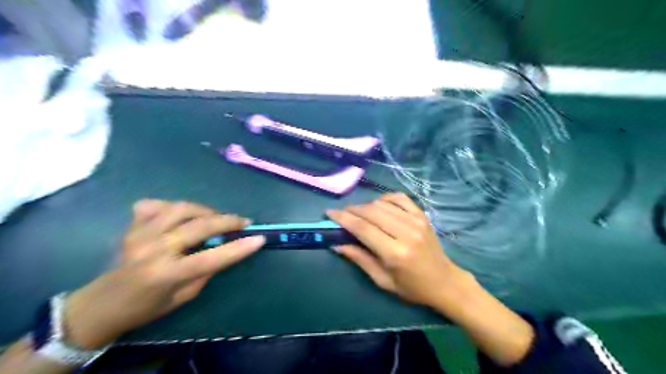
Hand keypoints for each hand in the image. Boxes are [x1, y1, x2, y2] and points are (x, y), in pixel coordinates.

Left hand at [63, 200, 265, 348]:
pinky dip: (174, 206)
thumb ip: (206, 270)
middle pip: (199, 226)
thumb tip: (227, 248)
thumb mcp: (184, 296)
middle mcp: (153, 249)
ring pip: (181, 208)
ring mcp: (140, 233)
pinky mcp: (132, 225)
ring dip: (205, 210)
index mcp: (166, 274)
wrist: (101, 304)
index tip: (259, 238)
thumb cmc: (147, 307)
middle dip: (227, 221)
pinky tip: (182, 215)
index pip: (212, 257)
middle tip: (243, 221)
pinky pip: (157, 205)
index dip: (239, 247)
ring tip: (217, 217)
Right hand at [328, 194, 469, 309]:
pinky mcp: (422, 216)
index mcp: (395, 253)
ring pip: (382, 203)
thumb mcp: (383, 281)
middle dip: (352, 210)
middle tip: (342, 214)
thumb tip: (336, 244)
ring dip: (366, 206)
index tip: (329, 213)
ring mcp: (416, 221)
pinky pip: (399, 198)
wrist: (445, 282)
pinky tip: (379, 205)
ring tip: (359, 214)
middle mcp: (406, 232)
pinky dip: (385, 198)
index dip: (343, 218)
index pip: (362, 228)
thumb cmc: (412, 287)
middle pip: (371, 212)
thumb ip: (359, 259)